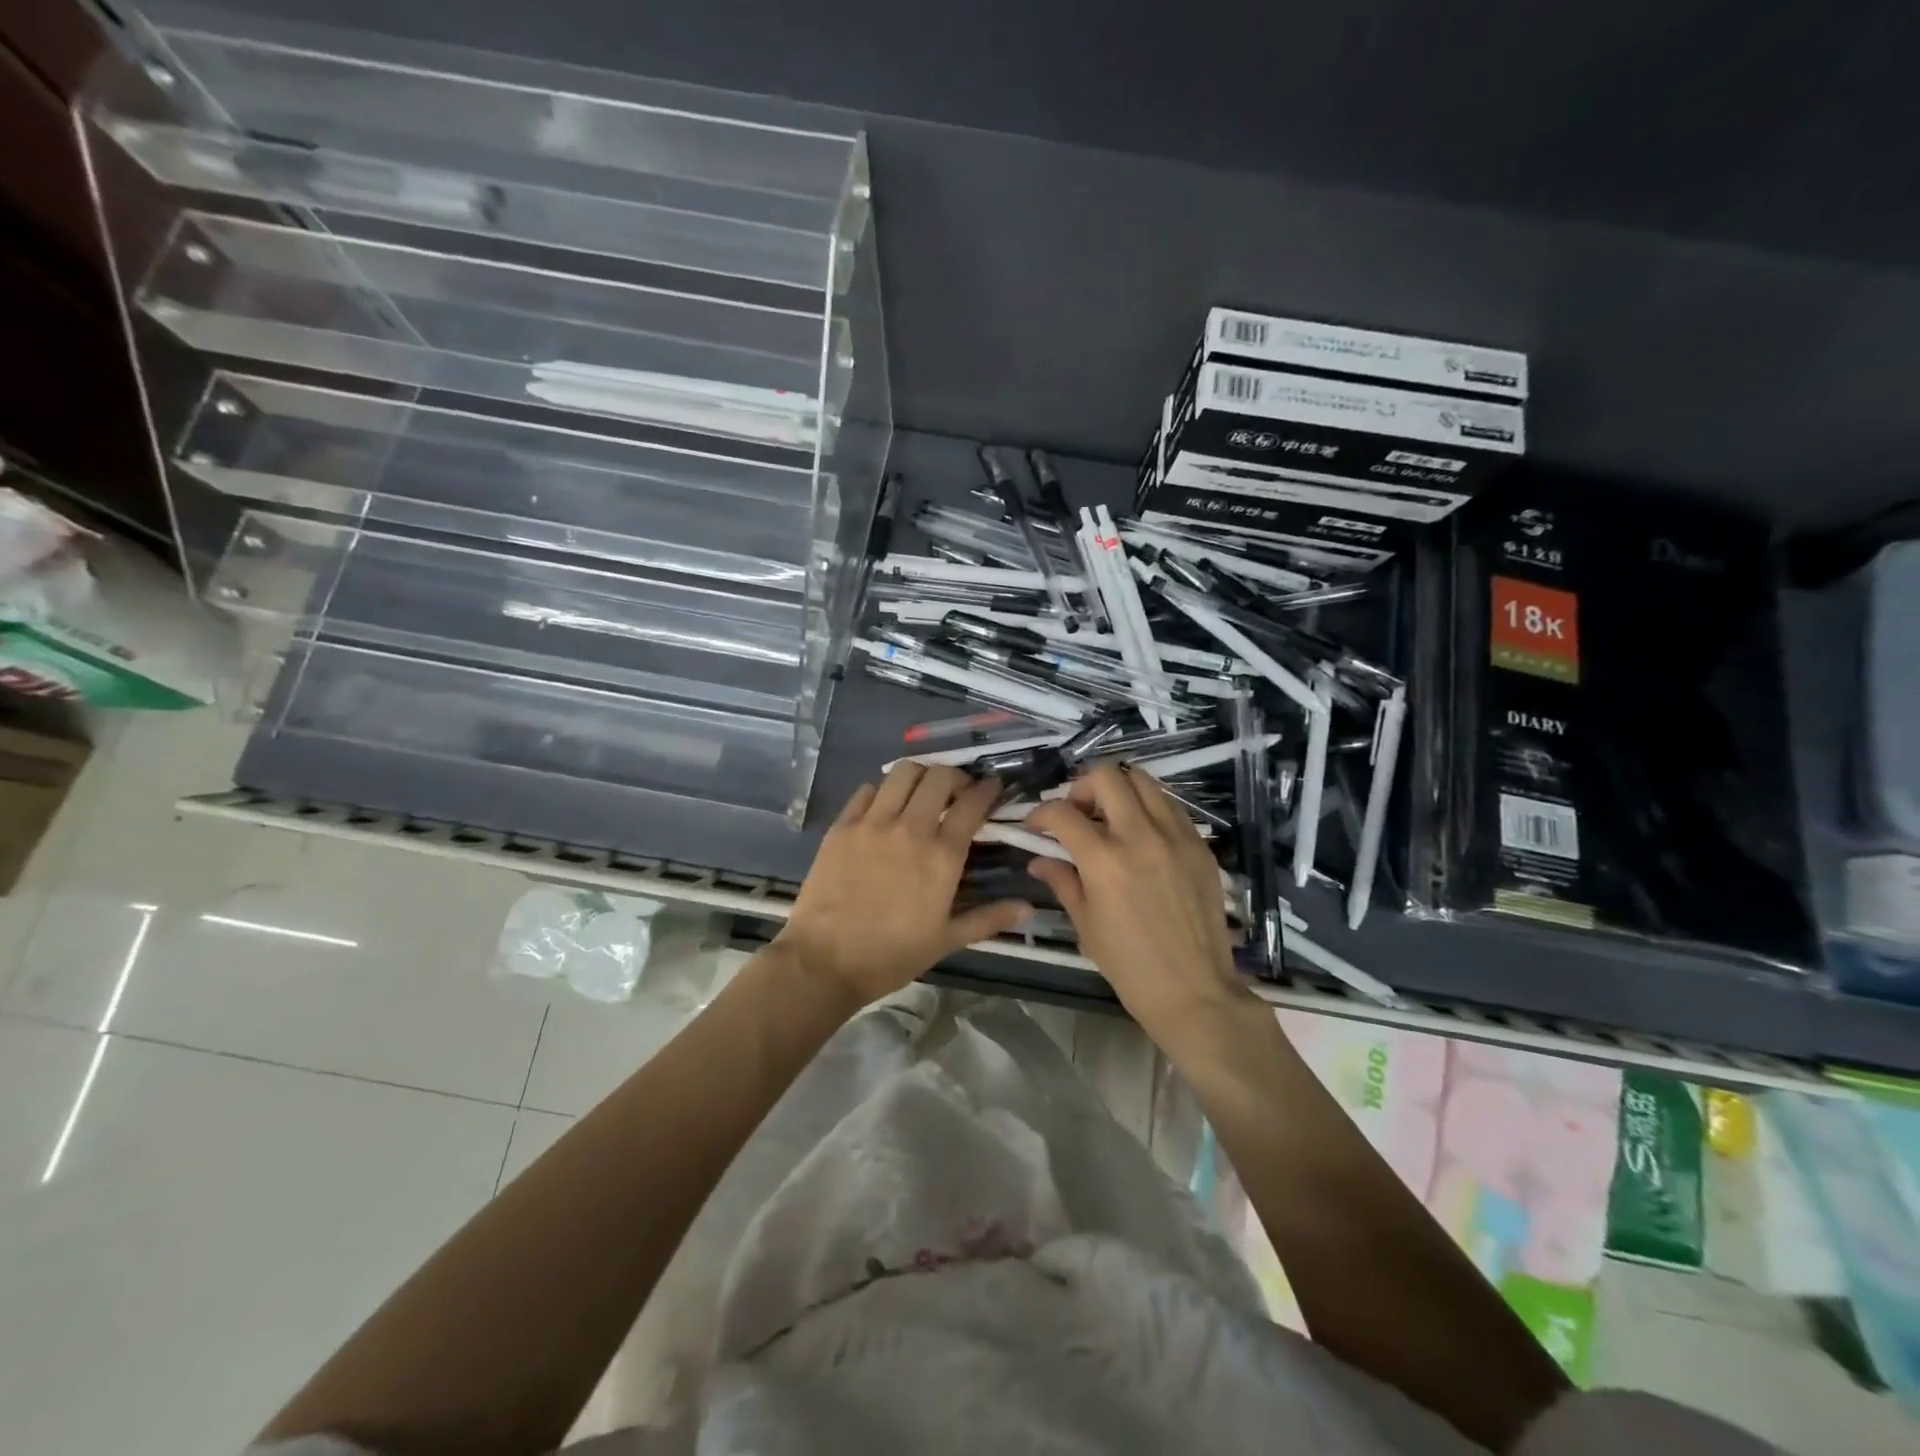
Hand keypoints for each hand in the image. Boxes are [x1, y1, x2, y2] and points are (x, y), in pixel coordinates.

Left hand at [773, 764, 1031, 1009]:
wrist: (825, 961)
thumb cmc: (892, 955)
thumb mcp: (946, 940)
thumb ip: (989, 918)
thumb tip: (1028, 908)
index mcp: (942, 855)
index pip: (972, 803)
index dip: (988, 789)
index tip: (993, 788)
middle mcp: (910, 828)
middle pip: (939, 777)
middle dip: (956, 777)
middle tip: (958, 792)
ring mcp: (872, 823)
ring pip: (903, 772)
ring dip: (920, 776)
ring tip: (922, 792)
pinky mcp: (842, 826)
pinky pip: (867, 791)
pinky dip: (883, 792)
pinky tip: (885, 808)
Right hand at [1024, 765, 1248, 1036]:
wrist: (1194, 990)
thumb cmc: (1129, 965)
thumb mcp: (1085, 923)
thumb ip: (1062, 880)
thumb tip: (1038, 859)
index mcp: (1104, 859)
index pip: (1062, 812)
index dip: (1040, 813)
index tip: (1036, 826)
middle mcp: (1140, 834)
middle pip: (1105, 776)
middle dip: (1081, 787)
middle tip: (1076, 812)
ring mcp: (1175, 835)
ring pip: (1143, 780)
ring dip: (1118, 790)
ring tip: (1110, 817)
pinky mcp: (1199, 844)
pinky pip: (1170, 805)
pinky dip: (1148, 807)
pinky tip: (1141, 834)